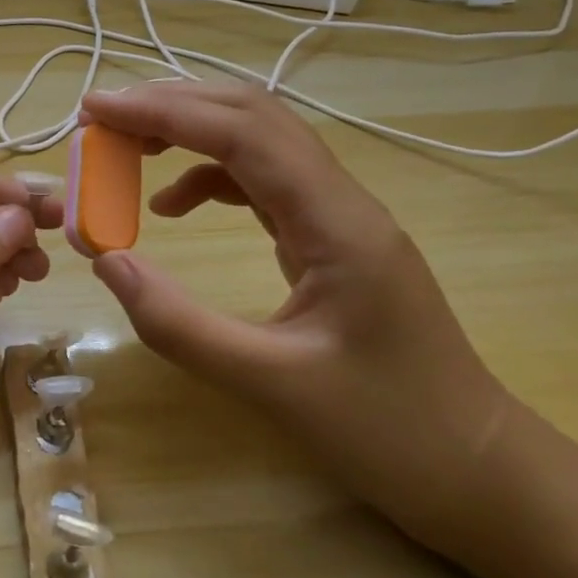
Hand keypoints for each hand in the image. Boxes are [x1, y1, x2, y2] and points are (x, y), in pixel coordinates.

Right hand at [81, 81, 514, 549]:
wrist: (481, 473)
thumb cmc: (390, 433)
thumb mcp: (271, 386)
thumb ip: (179, 324)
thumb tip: (105, 260)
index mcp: (337, 224)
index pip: (242, 134)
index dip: (164, 112)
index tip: (96, 110)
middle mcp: (340, 201)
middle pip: (252, 116)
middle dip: (172, 105)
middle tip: (101, 118)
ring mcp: (338, 217)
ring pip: (257, 141)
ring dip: (189, 130)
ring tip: (126, 147)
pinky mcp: (328, 238)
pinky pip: (260, 181)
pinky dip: (207, 175)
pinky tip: (173, 204)